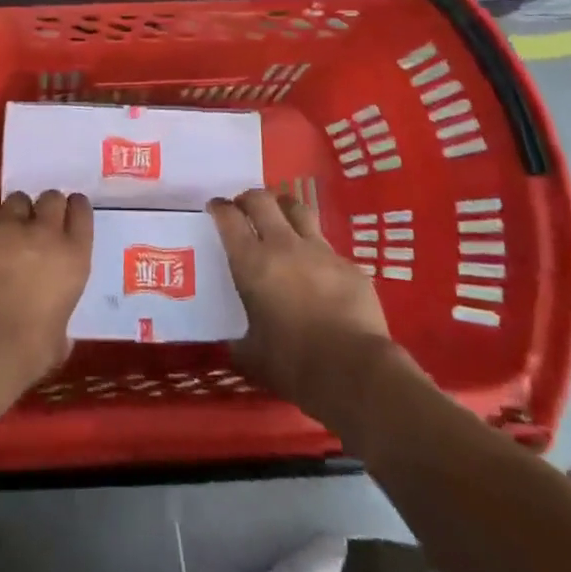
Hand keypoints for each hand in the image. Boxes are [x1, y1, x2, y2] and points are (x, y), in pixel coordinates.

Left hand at [0, 190, 91, 390]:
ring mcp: (8, 224)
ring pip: (16, 199)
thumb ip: (61, 319)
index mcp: (73, 256)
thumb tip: (58, 330)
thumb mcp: (59, 337)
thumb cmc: (27, 352)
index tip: (67, 217)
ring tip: (5, 230)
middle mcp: (45, 231)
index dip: (74, 210)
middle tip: (35, 226)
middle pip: (51, 197)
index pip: (81, 210)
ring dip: (14, 213)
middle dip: (44, 208)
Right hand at [209, 189, 417, 421]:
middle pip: (262, 200)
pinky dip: (317, 252)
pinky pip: (328, 248)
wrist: (355, 373)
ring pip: (298, 210)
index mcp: (252, 263)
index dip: (219, 208)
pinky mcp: (349, 265)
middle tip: (245, 208)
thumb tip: (234, 343)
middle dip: (249, 198)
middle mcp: (284, 245)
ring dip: (284, 209)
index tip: (216, 208)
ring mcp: (320, 251)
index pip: (229, 218)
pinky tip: (319, 271)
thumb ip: (240, 341)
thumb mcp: (252, 356)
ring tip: (281, 219)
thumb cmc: (294, 365)